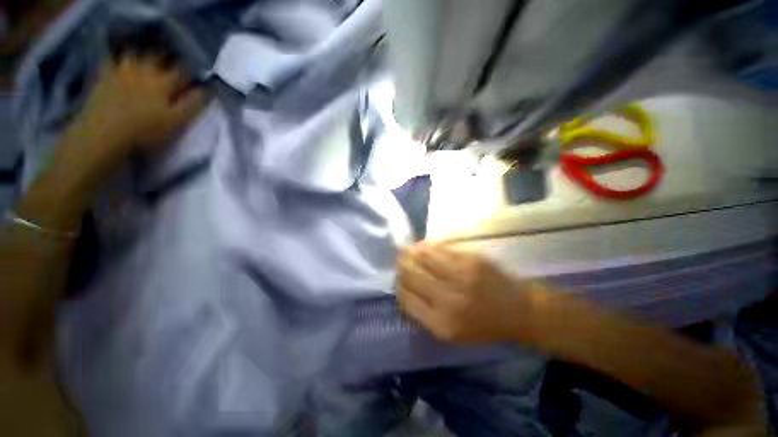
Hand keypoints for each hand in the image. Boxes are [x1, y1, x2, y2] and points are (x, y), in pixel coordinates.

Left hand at [70, 55, 207, 165]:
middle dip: (167, 56)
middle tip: (171, 61)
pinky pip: (110, 60)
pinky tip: (118, 61)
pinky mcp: (103, 77)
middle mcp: (143, 70)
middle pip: (158, 56)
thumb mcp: (177, 121)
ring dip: (142, 53)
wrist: (103, 134)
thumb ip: (193, 104)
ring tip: (146, 58)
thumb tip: (209, 89)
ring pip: (134, 54)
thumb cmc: (145, 130)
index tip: (195, 73)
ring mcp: (121, 71)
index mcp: (163, 82)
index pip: (182, 70)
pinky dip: (115, 58)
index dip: (190, 70)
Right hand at [396, 243, 543, 342]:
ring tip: (408, 251)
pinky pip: (438, 248)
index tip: (397, 279)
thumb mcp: (451, 333)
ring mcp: (459, 276)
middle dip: (401, 266)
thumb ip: (424, 313)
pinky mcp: (469, 259)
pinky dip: (426, 246)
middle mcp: (447, 299)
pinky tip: (423, 246)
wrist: (521, 311)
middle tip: (399, 261)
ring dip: (411, 253)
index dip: (398, 286)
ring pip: (421, 257)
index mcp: (441, 324)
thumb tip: (404, 289)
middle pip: (410, 275)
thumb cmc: (485, 326)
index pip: (405, 298)